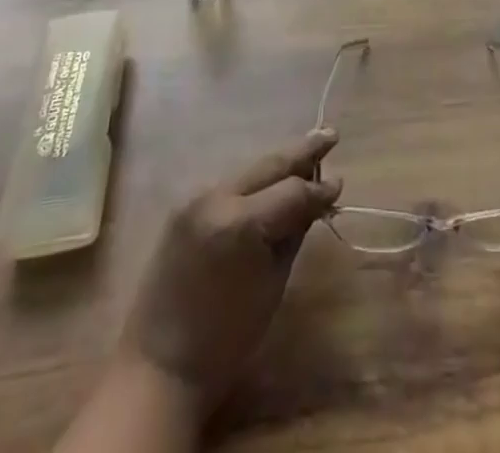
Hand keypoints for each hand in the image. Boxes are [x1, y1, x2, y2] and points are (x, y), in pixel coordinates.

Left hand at [119, 130, 340, 413]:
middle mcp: (215, 197)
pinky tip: (272, 180)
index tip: (340, 184)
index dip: (318, 188)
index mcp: (239, 222)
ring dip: (277, 165)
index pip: (291, 190)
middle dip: (302, 151)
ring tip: (307, 154)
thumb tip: (320, 196)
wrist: (160, 365)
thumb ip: (294, 232)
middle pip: (268, 165)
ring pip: (249, 171)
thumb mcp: (273, 284)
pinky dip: (254, 182)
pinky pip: (229, 185)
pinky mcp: (183, 205)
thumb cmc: (226, 337)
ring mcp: (194, 197)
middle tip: (331, 135)